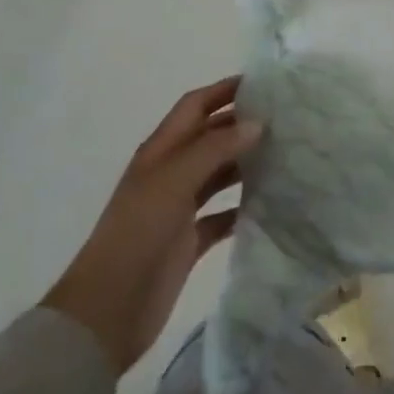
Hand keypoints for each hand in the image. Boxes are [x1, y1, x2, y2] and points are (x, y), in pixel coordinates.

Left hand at [42, 76, 258, 373]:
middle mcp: (170, 173)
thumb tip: (257, 123)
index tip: (264, 83)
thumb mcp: (173, 181)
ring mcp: (179, 208)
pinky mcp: (189, 242)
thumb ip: (214, 148)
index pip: (195, 106)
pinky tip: (270, 204)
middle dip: (242, 125)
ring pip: (219, 174)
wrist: (107, 310)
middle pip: (210, 137)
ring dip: (246, 163)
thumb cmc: (137, 234)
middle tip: (287, 120)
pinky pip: (222, 216)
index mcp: (160, 151)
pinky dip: (242, 208)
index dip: (224, 90)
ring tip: (286, 156)